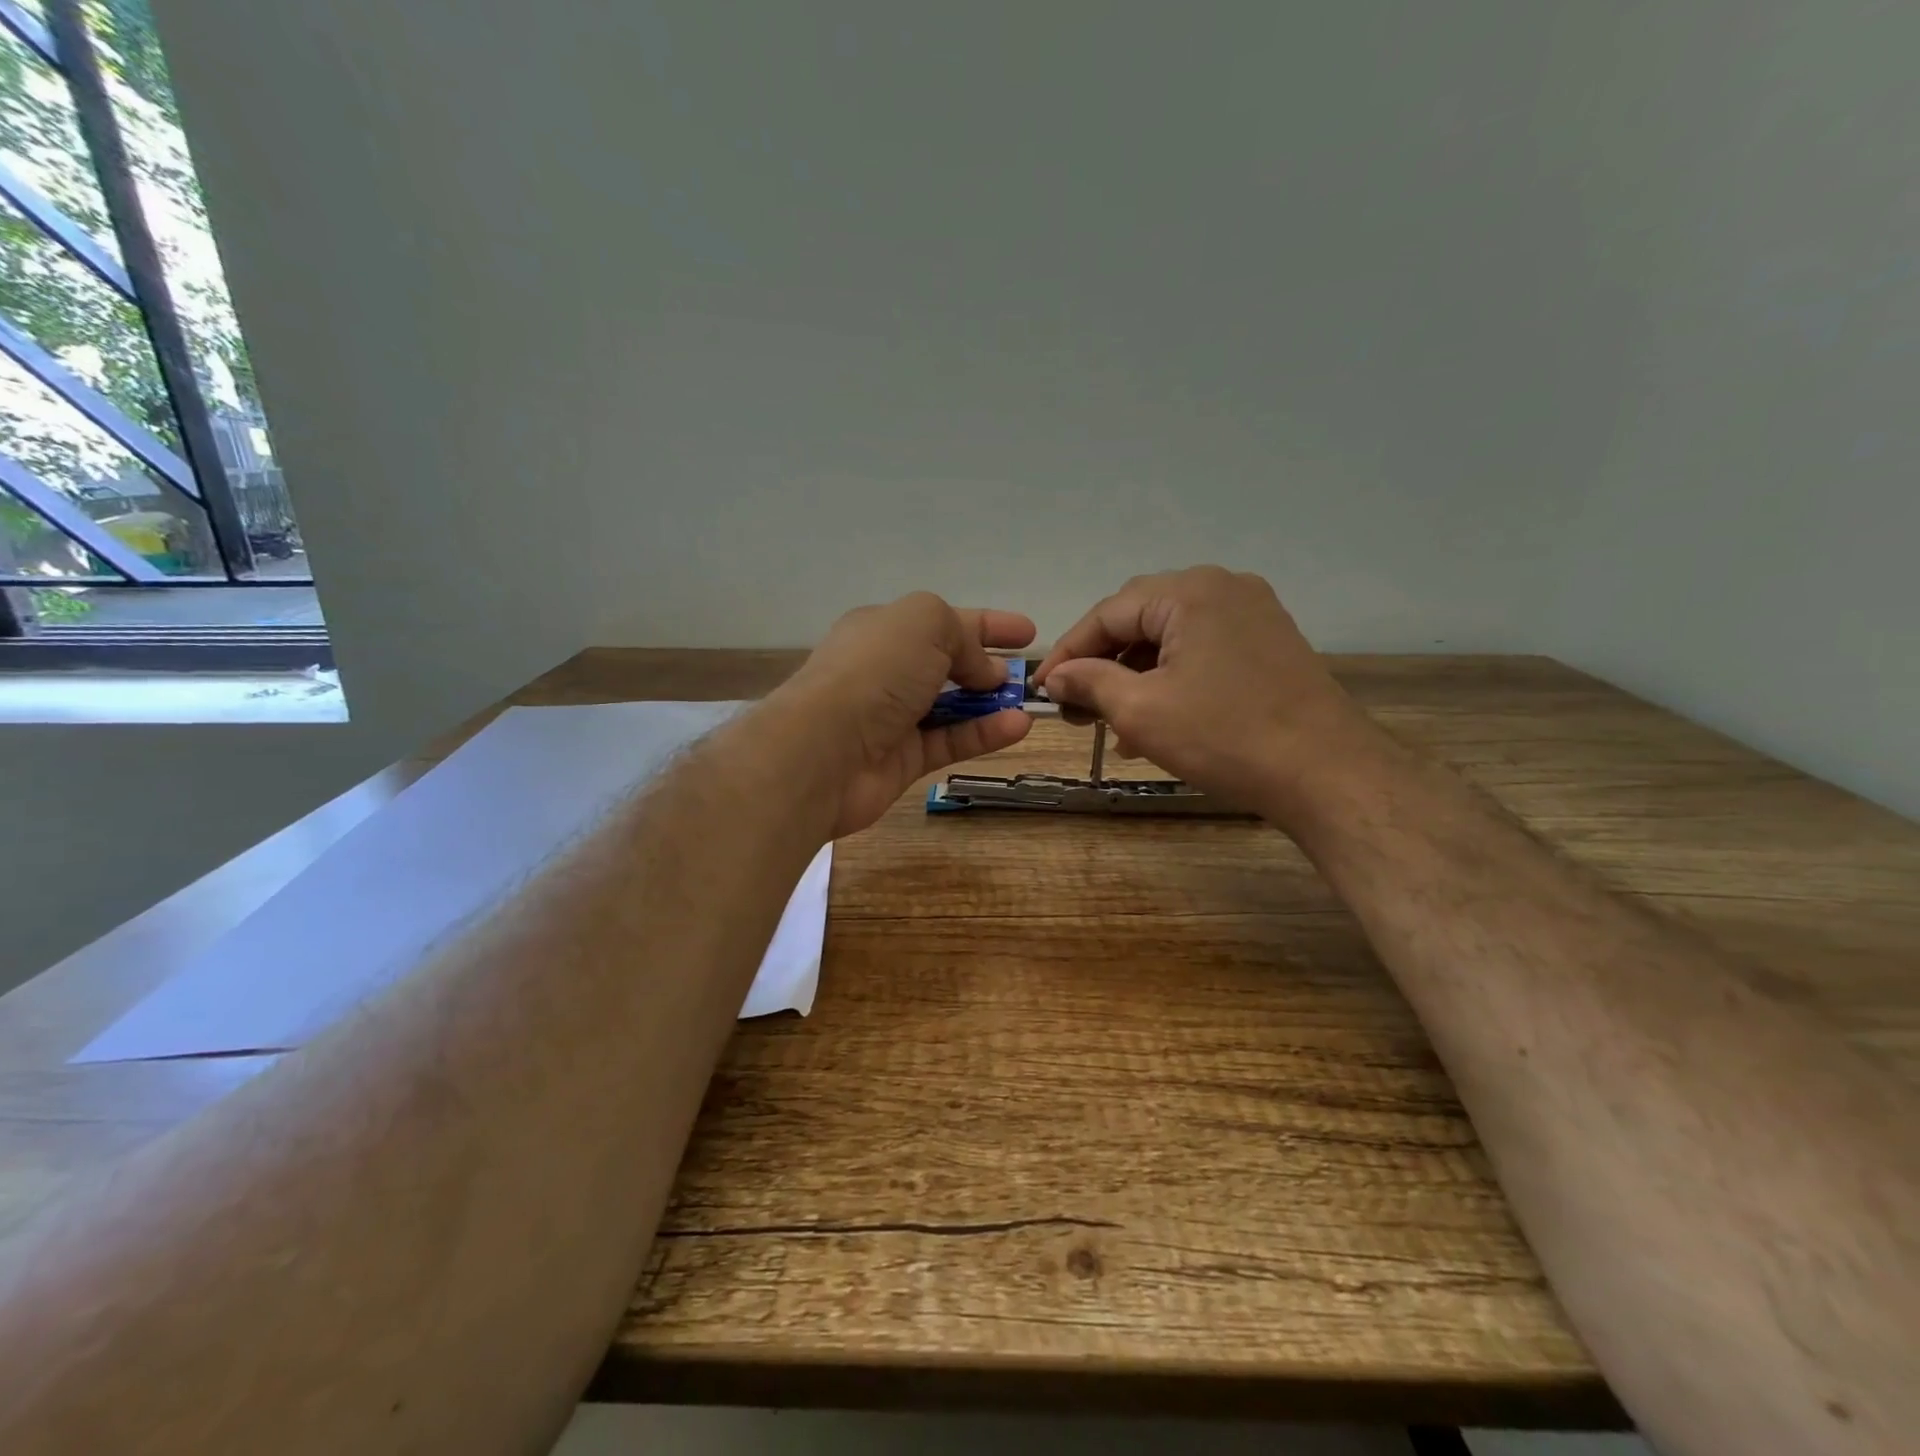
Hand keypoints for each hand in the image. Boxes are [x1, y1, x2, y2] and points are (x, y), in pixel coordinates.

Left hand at [770, 592, 1035, 837]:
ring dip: (992, 703)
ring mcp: (894, 718)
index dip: (987, 624)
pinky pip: (951, 742)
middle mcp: (887, 671)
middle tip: (1027, 674)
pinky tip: (1018, 727)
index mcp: (884, 630)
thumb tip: (984, 670)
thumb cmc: (874, 672)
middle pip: (947, 664)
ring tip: (1031, 702)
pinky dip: (984, 734)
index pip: (943, 620)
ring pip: (953, 707)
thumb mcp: (924, 623)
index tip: (1027, 632)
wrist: (823, 750)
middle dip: (989, 666)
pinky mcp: (903, 760)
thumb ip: (962, 635)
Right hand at [1034, 567, 1373, 816]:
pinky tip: (1155, 720)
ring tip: (1111, 724)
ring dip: (1135, 676)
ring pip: (1171, 638)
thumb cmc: (1225, 737)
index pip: (1108, 613)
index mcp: (1190, 592)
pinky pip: (1202, 651)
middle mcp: (1223, 588)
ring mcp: (1253, 614)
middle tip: (1074, 706)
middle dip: (1102, 663)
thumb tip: (1056, 678)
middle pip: (1140, 619)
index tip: (1041, 689)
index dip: (1068, 652)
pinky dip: (1171, 679)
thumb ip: (1090, 683)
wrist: (1327, 773)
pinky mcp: (1269, 643)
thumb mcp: (1141, 711)